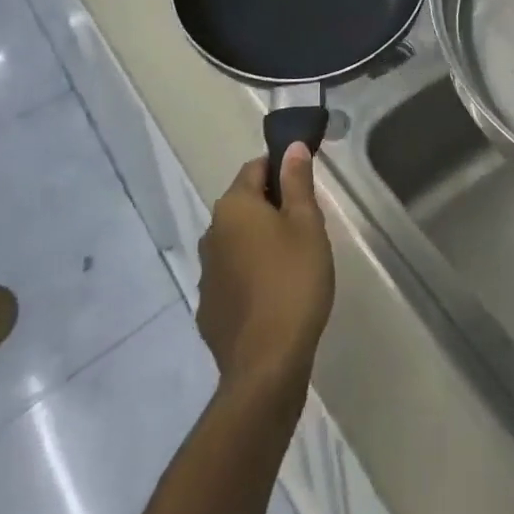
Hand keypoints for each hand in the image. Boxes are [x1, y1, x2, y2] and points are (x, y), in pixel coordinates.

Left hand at [196, 146, 334, 401]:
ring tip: (292, 264)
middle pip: (244, 205)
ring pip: (236, 242)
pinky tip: (272, 297)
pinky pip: (231, 277)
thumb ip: (297, 181)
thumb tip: (292, 147)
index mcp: (234, 206)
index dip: (281, 170)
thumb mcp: (306, 224)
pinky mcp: (208, 309)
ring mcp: (206, 273)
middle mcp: (211, 232)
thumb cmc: (293, 282)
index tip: (304, 189)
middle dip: (271, 208)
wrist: (266, 366)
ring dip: (258, 243)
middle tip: (305, 229)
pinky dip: (249, 277)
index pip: (255, 168)